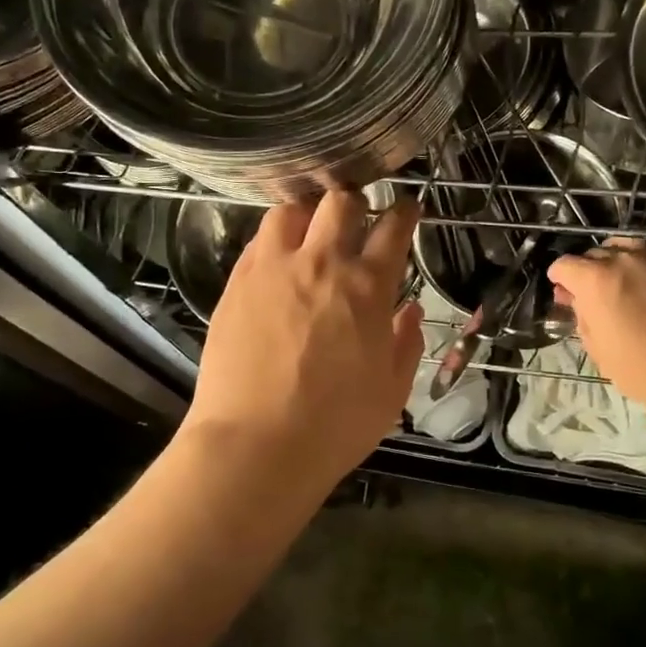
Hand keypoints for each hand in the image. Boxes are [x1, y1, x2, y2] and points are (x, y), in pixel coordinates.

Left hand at [183, 191, 423, 490]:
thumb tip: (408, 310)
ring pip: (291, 209)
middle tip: (357, 219)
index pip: (393, 227)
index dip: (404, 211)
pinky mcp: (237, 282)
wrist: (255, 444)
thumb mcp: (392, 391)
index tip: (407, 209)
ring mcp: (273, 268)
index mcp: (367, 287)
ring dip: (309, 212)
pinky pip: (259, 240)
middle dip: (355, 202)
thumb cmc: (335, 425)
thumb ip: (407, 343)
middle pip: (340, 201)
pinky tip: (278, 259)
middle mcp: (321, 263)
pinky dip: (276, 239)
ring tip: (311, 230)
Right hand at [548, 240, 645, 411]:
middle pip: (594, 254)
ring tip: (626, 284)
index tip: (564, 292)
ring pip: (626, 247)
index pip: (564, 265)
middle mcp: (623, 258)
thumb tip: (578, 300)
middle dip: (589, 271)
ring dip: (619, 262)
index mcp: (594, 279)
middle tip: (595, 294)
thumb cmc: (640, 367)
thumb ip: (581, 315)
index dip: (560, 279)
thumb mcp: (596, 346)